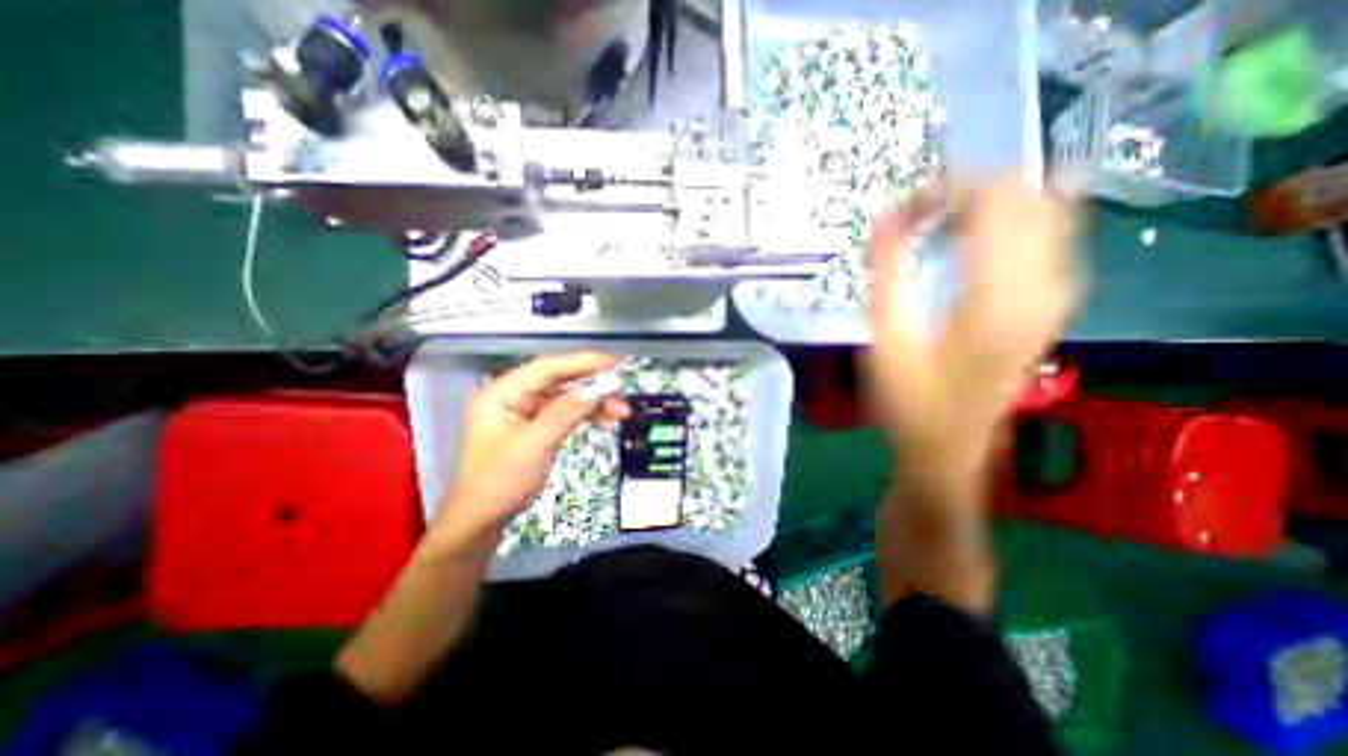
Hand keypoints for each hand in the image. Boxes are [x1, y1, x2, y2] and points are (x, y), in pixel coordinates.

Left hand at [442, 353, 632, 536]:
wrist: (481, 519)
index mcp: (502, 393)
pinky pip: (565, 412)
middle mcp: (513, 395)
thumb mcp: (533, 446)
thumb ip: (564, 414)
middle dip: (592, 386)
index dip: (582, 363)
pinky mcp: (535, 425)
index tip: (613, 363)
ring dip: (593, 403)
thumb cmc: (499, 482)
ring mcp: (524, 410)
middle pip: (559, 381)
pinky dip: (585, 415)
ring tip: (620, 411)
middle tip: (622, 390)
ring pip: (566, 397)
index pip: (547, 368)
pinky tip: (605, 421)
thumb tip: (597, 390)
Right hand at [868, 178, 1082, 477]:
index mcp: (996, 298)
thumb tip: (884, 218)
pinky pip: (1053, 241)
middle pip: (1032, 196)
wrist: (946, 450)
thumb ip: (887, 275)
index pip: (995, 201)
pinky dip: (1018, 224)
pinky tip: (982, 239)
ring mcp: (1054, 300)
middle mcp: (1042, 289)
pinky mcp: (1049, 311)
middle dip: (972, 190)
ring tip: (944, 223)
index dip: (947, 188)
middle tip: (920, 213)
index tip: (903, 209)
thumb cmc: (907, 403)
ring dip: (995, 206)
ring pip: (1051, 214)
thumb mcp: (885, 342)